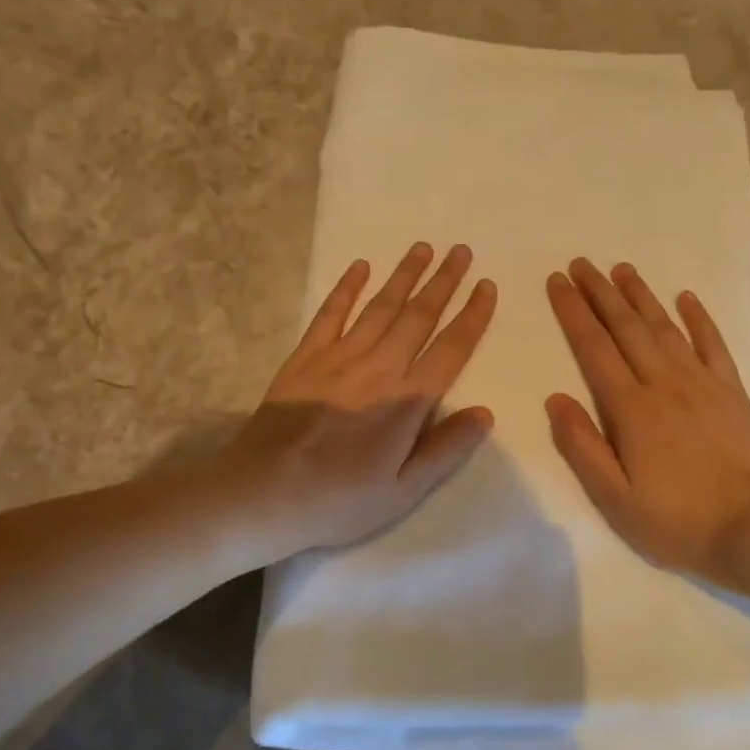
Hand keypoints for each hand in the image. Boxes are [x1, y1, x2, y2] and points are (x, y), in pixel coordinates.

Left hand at [229, 243, 496, 556]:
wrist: (262, 493)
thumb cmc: (338, 501)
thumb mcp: (403, 491)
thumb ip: (445, 449)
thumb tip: (485, 412)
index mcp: (407, 401)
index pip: (450, 349)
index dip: (472, 316)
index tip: (487, 286)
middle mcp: (378, 368)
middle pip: (418, 316)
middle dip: (443, 282)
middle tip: (461, 251)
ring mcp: (338, 358)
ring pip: (379, 307)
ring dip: (403, 276)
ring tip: (423, 248)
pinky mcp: (304, 359)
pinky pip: (330, 314)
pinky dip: (346, 288)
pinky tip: (359, 267)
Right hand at [546, 259, 749, 575]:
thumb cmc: (674, 521)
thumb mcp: (614, 497)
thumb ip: (582, 446)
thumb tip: (555, 399)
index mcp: (631, 408)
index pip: (594, 348)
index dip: (573, 312)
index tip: (557, 282)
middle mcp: (664, 383)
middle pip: (627, 327)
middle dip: (600, 292)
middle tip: (581, 263)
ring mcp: (702, 383)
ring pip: (665, 327)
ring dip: (641, 295)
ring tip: (621, 269)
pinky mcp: (731, 392)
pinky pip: (713, 344)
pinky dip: (698, 318)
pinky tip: (686, 297)